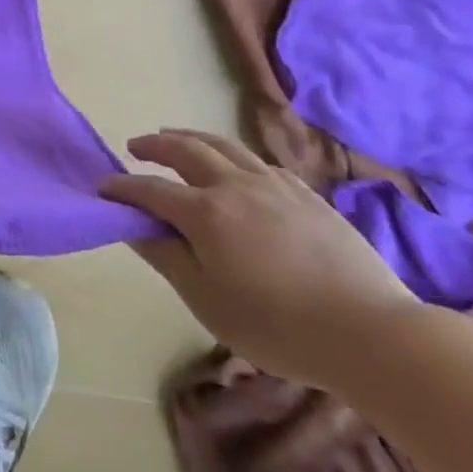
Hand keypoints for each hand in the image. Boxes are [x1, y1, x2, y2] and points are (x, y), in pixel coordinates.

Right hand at [98, 129, 418, 389]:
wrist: (371, 333)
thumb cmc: (276, 326)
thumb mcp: (205, 299)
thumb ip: (165, 256)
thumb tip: (133, 227)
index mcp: (204, 212)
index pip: (149, 190)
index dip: (121, 188)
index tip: (102, 188)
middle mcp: (235, 186)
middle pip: (186, 150)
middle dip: (155, 145)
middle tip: (135, 146)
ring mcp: (275, 186)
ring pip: (225, 146)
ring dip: (192, 138)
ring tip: (175, 138)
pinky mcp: (308, 195)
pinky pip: (260, 162)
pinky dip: (234, 157)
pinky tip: (236, 169)